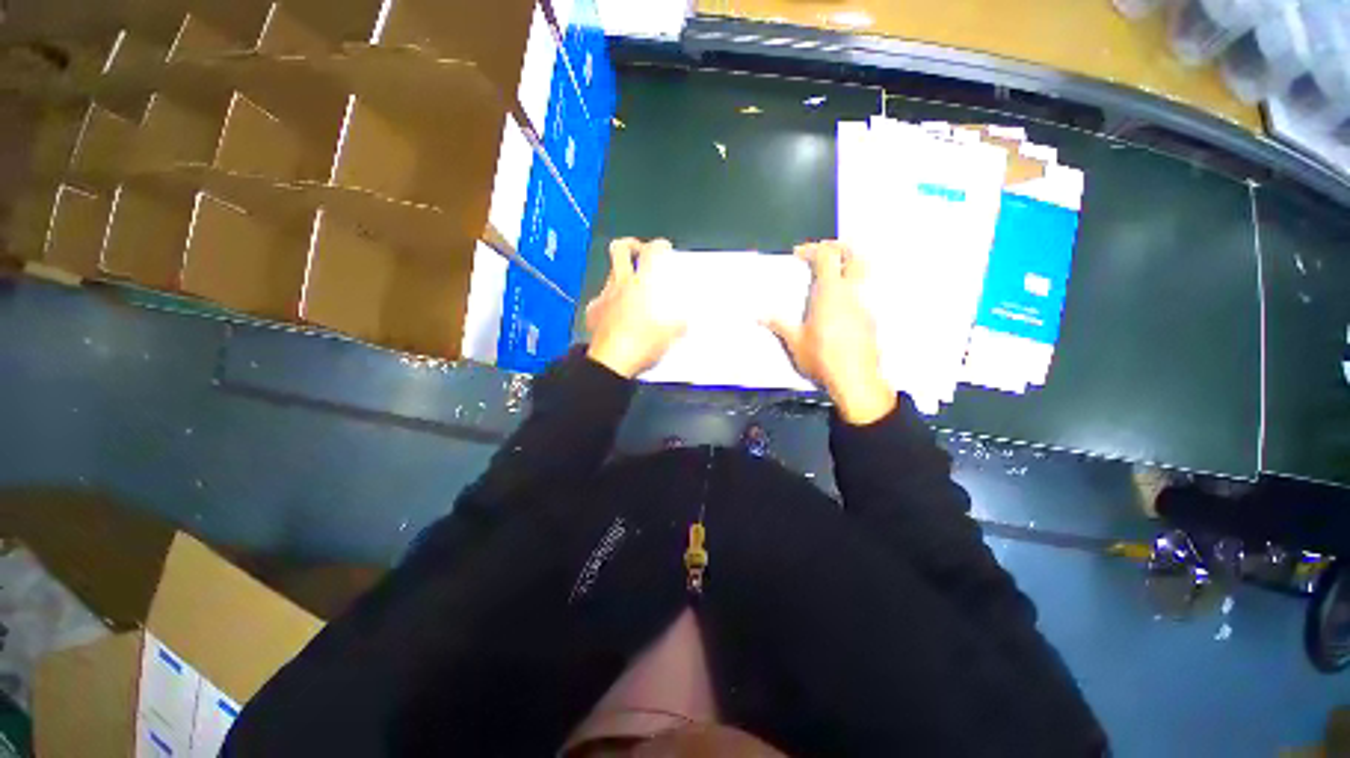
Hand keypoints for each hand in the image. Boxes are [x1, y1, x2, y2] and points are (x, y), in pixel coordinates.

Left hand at [585, 238, 686, 378]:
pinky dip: (608, 303)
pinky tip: (614, 315)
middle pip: (619, 249)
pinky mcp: (592, 312)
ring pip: (610, 275)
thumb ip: (678, 324)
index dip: (659, 245)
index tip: (664, 248)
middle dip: (631, 245)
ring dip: (621, 276)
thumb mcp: (669, 336)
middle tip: (640, 254)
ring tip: (631, 292)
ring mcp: (603, 297)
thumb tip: (684, 321)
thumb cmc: (642, 344)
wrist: (611, 363)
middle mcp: (620, 284)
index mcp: (641, 284)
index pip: (651, 252)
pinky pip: (600, 300)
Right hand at [765, 241, 895, 424]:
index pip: (827, 257)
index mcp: (831, 293)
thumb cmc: (821, 358)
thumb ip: (779, 325)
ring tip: (831, 275)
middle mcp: (852, 293)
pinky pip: (864, 292)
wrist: (854, 379)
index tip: (799, 254)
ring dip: (849, 265)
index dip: (813, 249)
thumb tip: (760, 316)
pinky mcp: (871, 319)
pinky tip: (839, 303)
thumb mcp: (794, 342)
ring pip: (863, 273)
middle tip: (823, 251)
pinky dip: (853, 286)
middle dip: (839, 247)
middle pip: (854, 255)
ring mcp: (865, 305)